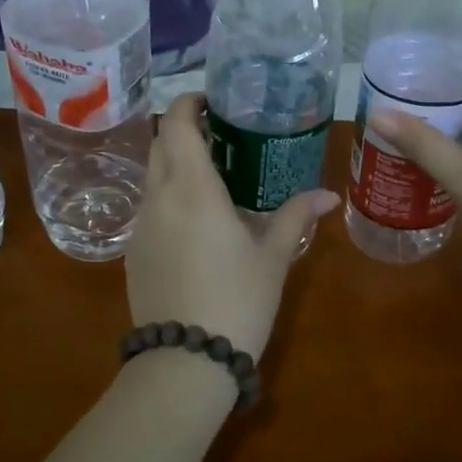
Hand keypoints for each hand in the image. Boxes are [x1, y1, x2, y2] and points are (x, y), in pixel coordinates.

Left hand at [126, 94, 337, 359]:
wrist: (186, 360)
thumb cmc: (238, 300)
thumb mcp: (272, 257)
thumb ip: (296, 217)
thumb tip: (328, 195)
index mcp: (192, 188)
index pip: (177, 124)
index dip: (189, 104)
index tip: (211, 101)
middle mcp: (158, 198)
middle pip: (159, 145)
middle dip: (182, 130)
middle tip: (218, 135)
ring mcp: (140, 226)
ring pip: (151, 177)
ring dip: (173, 165)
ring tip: (211, 177)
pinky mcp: (133, 253)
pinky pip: (148, 208)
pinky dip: (167, 197)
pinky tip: (194, 222)